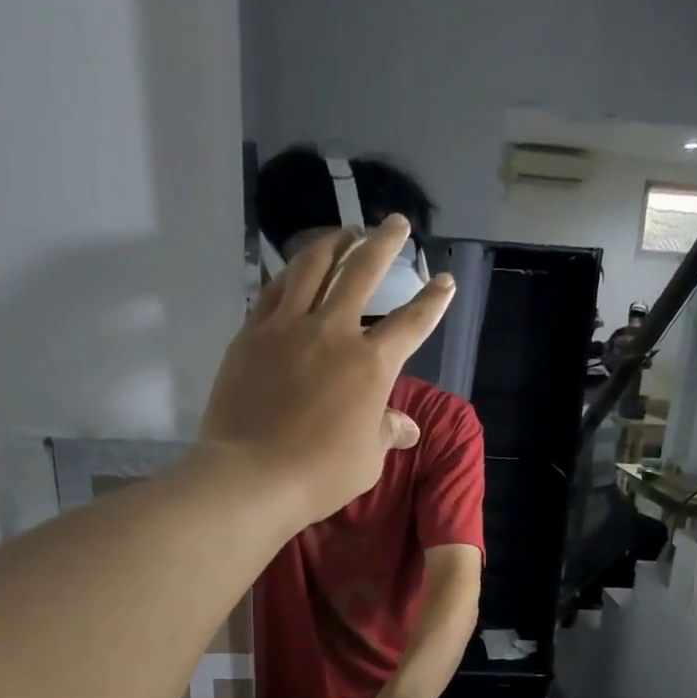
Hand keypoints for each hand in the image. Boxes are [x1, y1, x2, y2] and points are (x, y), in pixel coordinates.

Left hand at [197, 215, 454, 524]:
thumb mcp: (367, 460)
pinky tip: (296, 269)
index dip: (432, 300)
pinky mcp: (253, 333)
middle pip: (363, 272)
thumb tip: (407, 426)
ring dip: (334, 243)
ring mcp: (288, 327)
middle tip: (396, 223)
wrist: (252, 474)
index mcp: (371, 365)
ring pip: (313, 266)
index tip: (443, 280)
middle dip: (384, 243)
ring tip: (345, 231)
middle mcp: (333, 332)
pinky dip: (291, 273)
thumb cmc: (320, 474)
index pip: (411, 323)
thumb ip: (386, 432)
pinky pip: (274, 290)